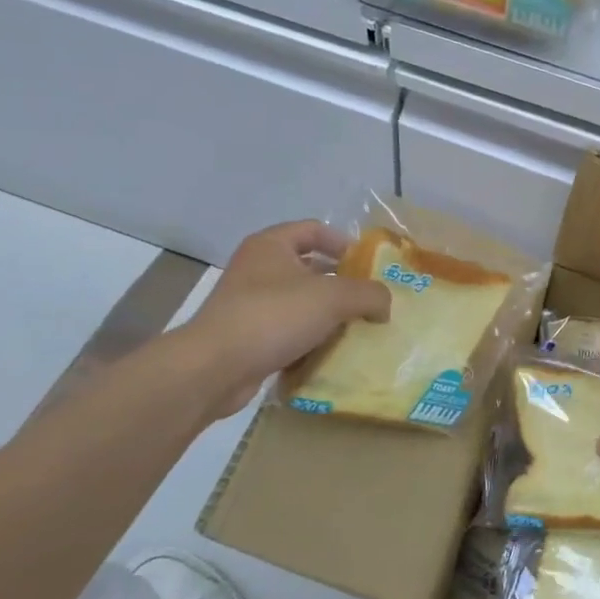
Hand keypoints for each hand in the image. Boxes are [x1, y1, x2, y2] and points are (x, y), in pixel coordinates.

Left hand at [179, 221, 389, 416]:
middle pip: (310, 267)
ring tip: (357, 329)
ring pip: (300, 302)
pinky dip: (310, 339)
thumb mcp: (334, 297)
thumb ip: (369, 294)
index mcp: (272, 245)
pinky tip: (331, 353)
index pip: (315, 230)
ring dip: (328, 315)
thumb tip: (385, 304)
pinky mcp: (248, 336)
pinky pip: (288, 331)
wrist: (215, 368)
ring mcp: (250, 303)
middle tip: (370, 301)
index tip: (369, 267)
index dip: (345, 243)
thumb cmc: (274, 316)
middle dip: (342, 284)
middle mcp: (257, 268)